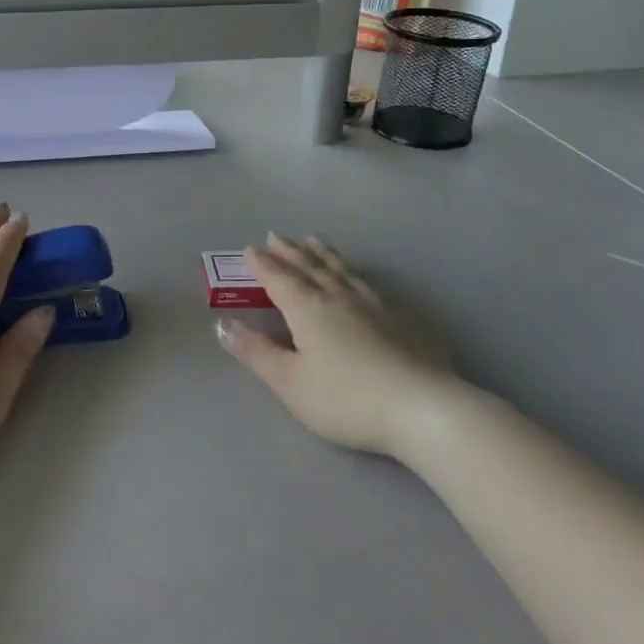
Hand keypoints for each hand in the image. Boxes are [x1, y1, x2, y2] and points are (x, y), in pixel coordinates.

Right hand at [217, 234, 454, 456]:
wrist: (421, 407)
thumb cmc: (345, 398)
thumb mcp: (289, 381)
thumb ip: (255, 352)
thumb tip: (222, 324)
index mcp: (307, 308)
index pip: (279, 279)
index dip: (263, 265)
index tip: (250, 249)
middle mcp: (338, 297)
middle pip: (309, 267)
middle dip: (290, 252)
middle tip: (276, 236)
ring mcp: (372, 304)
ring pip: (341, 269)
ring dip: (323, 253)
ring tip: (314, 240)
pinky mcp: (399, 318)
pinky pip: (367, 282)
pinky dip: (353, 271)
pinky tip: (358, 275)